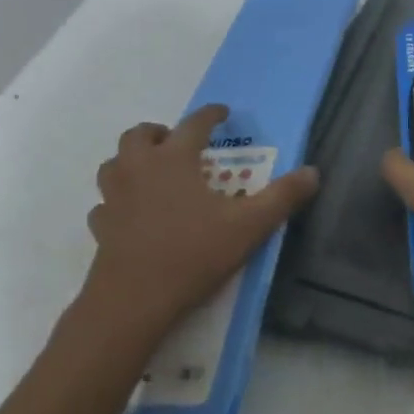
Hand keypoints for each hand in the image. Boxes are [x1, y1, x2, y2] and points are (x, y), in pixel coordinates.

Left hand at [82, 105, 319, 332]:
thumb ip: (282, 197)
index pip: (194, 123)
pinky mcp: (101, 227)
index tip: (222, 112)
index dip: (211, 114)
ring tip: (152, 172)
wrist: (133, 301)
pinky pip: (105, 203)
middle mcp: (140, 168)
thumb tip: (313, 172)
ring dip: (131, 160)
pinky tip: (130, 214)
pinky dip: (117, 201)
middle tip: (178, 144)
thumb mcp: (248, 226)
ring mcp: (115, 197)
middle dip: (160, 132)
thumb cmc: (192, 254)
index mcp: (174, 159)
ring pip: (114, 164)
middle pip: (140, 134)